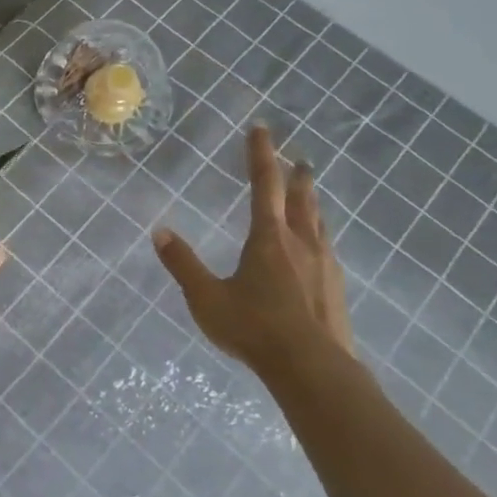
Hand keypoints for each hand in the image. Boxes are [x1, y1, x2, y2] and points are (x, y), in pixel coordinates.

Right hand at [153, 125, 353, 378]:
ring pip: (319, 223)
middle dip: (296, 175)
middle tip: (299, 158)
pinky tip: (319, 249)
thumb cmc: (254, 328)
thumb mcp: (207, 297)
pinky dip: (320, 235)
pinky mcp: (336, 288)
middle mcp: (301, 243)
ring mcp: (324, 265)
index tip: (262, 128)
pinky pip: (327, 249)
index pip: (265, 184)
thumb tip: (159, 232)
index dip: (261, 154)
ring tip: (310, 195)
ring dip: (313, 203)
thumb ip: (182, 264)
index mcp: (268, 238)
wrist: (312, 368)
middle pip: (301, 198)